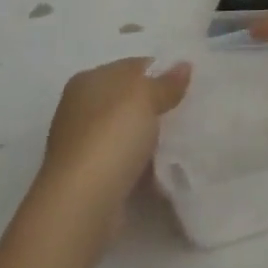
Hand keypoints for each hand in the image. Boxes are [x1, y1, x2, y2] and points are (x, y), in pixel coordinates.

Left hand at [36, 57, 191, 224]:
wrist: (82, 203)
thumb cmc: (112, 136)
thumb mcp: (145, 98)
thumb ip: (167, 82)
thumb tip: (184, 65)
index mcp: (89, 80)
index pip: (132, 66)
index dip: (161, 73)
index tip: (187, 87)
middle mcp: (80, 108)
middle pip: (128, 99)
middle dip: (156, 106)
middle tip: (188, 113)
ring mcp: (82, 143)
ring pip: (127, 131)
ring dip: (149, 136)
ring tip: (181, 141)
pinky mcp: (88, 175)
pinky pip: (123, 159)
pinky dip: (141, 162)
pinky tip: (161, 167)